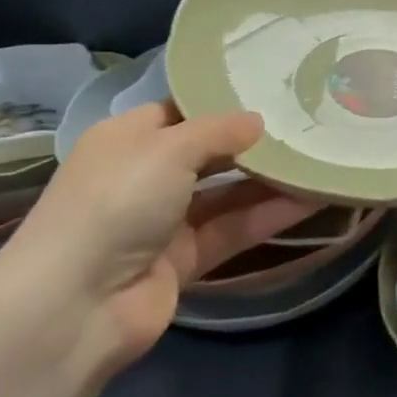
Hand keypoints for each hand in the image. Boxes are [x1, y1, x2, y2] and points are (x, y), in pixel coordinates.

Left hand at [0, 101, 316, 368]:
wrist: (76, 305)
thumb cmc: (116, 201)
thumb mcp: (168, 149)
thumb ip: (219, 131)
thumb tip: (258, 121)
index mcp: (127, 139)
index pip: (180, 111)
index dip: (221, 102)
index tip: (271, 91)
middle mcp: (145, 176)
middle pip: (209, 153)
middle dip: (253, 143)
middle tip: (307, 124)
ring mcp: (164, 221)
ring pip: (227, 193)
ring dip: (270, 180)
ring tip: (320, 159)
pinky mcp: (184, 260)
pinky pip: (233, 229)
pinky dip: (268, 215)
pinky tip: (312, 199)